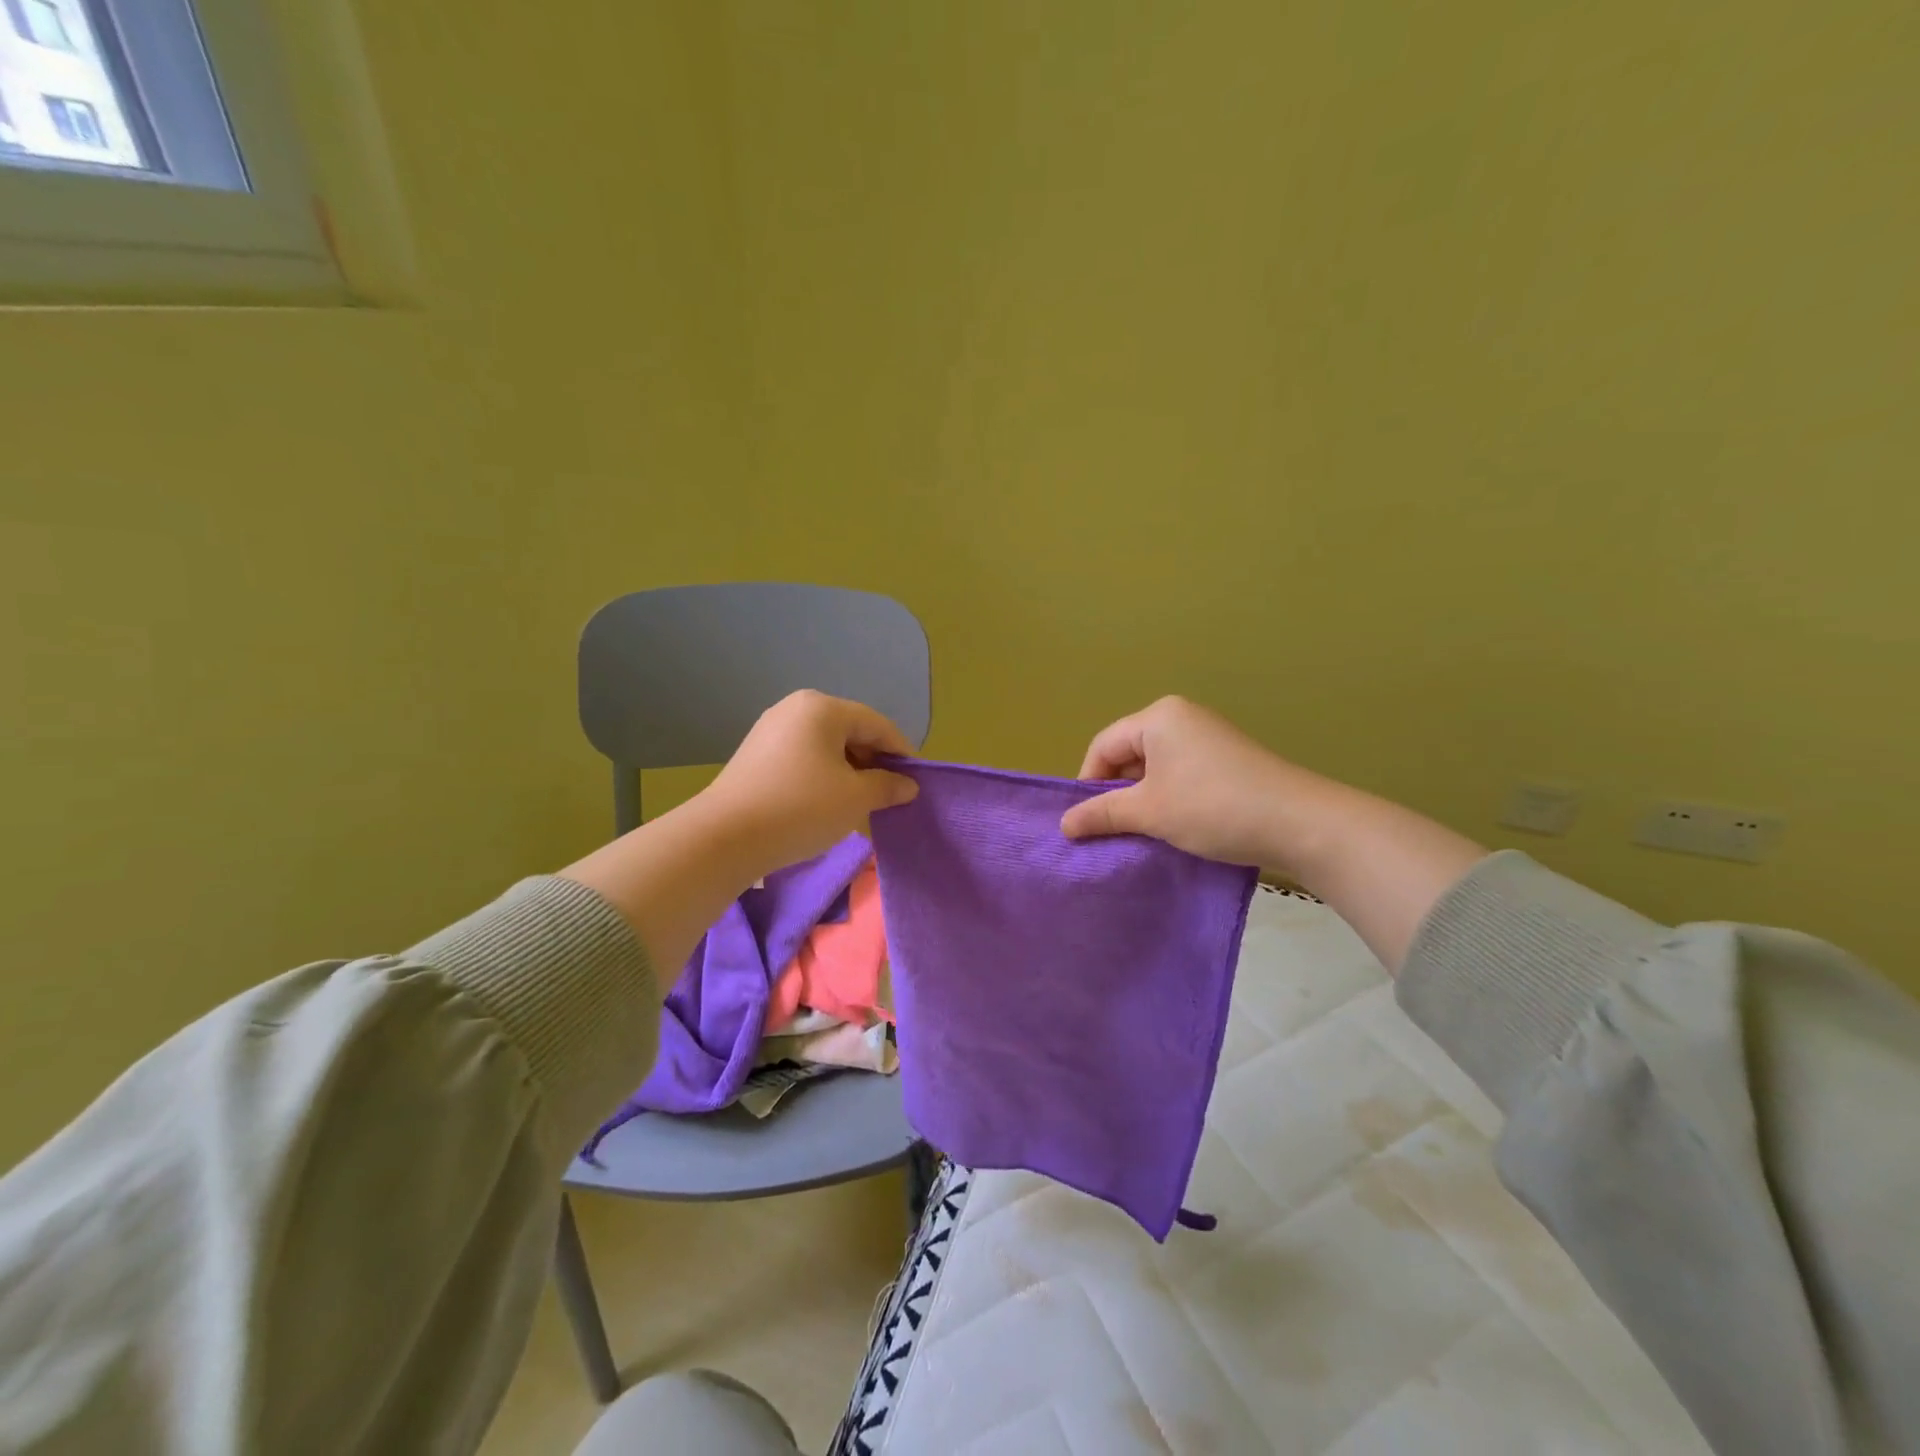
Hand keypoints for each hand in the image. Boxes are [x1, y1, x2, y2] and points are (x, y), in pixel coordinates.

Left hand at [702, 690, 918, 879]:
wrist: (725, 837)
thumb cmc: (800, 808)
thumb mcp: (855, 799)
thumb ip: (887, 786)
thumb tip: (907, 786)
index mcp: (822, 708)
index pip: (876, 724)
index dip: (901, 752)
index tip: (915, 782)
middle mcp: (795, 708)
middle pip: (850, 731)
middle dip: (874, 762)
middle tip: (889, 795)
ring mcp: (771, 730)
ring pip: (826, 747)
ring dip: (850, 772)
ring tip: (862, 803)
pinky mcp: (756, 755)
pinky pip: (804, 758)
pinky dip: (824, 776)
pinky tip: (828, 804)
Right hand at [1060, 696, 1307, 867]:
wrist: (1299, 824)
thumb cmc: (1212, 808)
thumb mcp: (1149, 812)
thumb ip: (1102, 813)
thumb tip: (1064, 824)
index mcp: (1158, 717)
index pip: (1104, 746)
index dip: (1088, 784)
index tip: (1085, 822)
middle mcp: (1182, 718)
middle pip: (1129, 754)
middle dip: (1117, 792)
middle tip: (1112, 830)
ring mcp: (1208, 737)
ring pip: (1155, 768)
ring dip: (1143, 799)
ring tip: (1143, 832)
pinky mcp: (1227, 760)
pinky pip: (1181, 774)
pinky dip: (1169, 798)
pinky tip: (1175, 826)